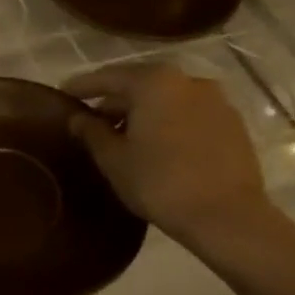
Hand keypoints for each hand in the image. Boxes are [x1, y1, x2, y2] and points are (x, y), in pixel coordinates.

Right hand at [62, 63, 271, 251]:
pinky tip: (156, 146)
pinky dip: (167, 123)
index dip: (81, 86)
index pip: (107, 77)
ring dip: (142, 113)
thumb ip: (91, 132)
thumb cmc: (159, 182)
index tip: (61, 94)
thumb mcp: (113, 158)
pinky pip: (188, 115)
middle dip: (114, 101)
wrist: (227, 217)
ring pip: (166, 100)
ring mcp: (216, 101)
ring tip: (123, 137)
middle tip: (90, 121)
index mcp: (154, 82)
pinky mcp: (232, 124)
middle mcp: (188, 80)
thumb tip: (77, 118)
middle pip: (140, 85)